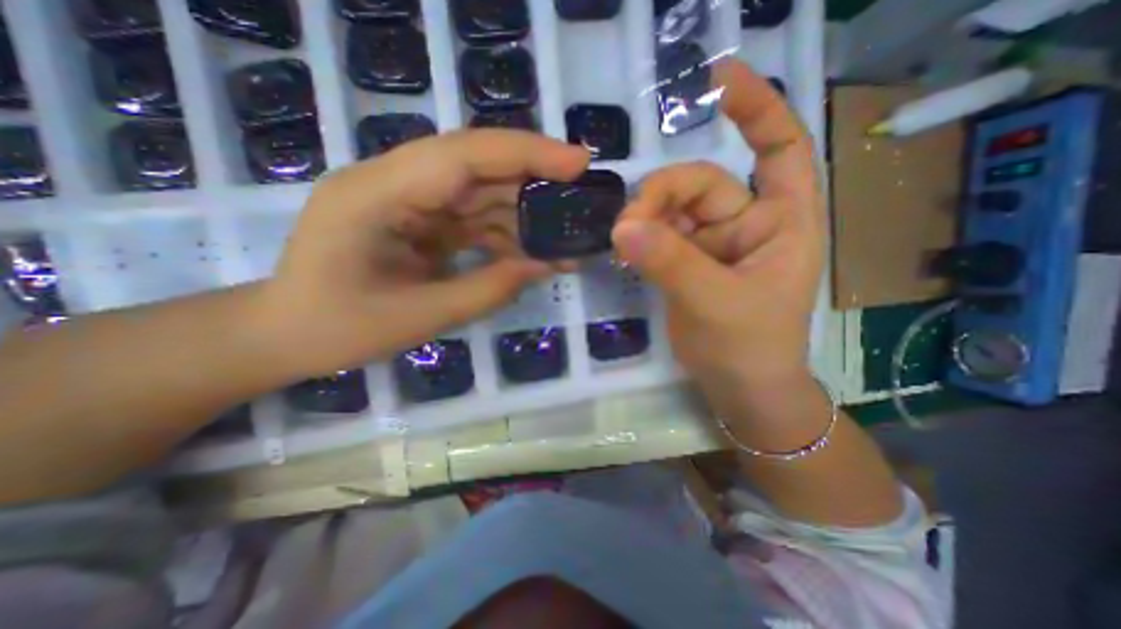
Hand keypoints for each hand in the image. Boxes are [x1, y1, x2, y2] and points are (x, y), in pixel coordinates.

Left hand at [261, 128, 589, 374]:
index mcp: (377, 194)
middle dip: (535, 179)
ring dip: (525, 215)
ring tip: (565, 240)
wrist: (287, 334)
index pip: (462, 154)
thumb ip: (488, 289)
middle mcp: (393, 183)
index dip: (526, 153)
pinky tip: (533, 254)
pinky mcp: (420, 220)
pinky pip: (473, 218)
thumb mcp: (420, 318)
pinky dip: (506, 235)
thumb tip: (545, 265)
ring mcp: (408, 200)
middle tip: (583, 198)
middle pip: (478, 165)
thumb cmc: (338, 330)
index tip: (579, 162)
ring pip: (481, 193)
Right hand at [611, 59, 820, 403]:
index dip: (755, 108)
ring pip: (672, 210)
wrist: (737, 387)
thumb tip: (622, 228)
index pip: (778, 147)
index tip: (716, 81)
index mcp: (781, 221)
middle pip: (700, 184)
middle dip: (662, 196)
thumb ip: (670, 262)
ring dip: (645, 218)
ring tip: (622, 241)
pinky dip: (640, 237)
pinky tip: (624, 248)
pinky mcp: (685, 261)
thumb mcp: (715, 302)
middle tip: (628, 225)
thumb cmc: (749, 347)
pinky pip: (658, 235)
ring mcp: (711, 243)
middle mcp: (747, 223)